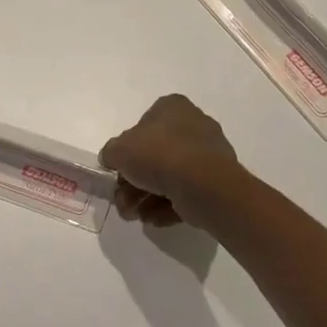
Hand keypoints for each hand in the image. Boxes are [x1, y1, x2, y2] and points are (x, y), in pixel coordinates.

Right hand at [100, 94, 240, 227]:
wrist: (201, 183)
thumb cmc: (157, 154)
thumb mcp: (119, 150)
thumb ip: (111, 153)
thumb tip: (112, 159)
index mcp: (173, 108)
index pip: (144, 124)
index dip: (128, 149)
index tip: (119, 169)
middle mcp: (194, 125)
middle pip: (155, 155)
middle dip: (134, 183)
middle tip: (123, 201)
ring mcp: (208, 154)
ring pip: (169, 176)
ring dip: (146, 198)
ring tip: (135, 216)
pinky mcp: (216, 181)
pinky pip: (186, 191)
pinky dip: (167, 205)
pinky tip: (154, 218)